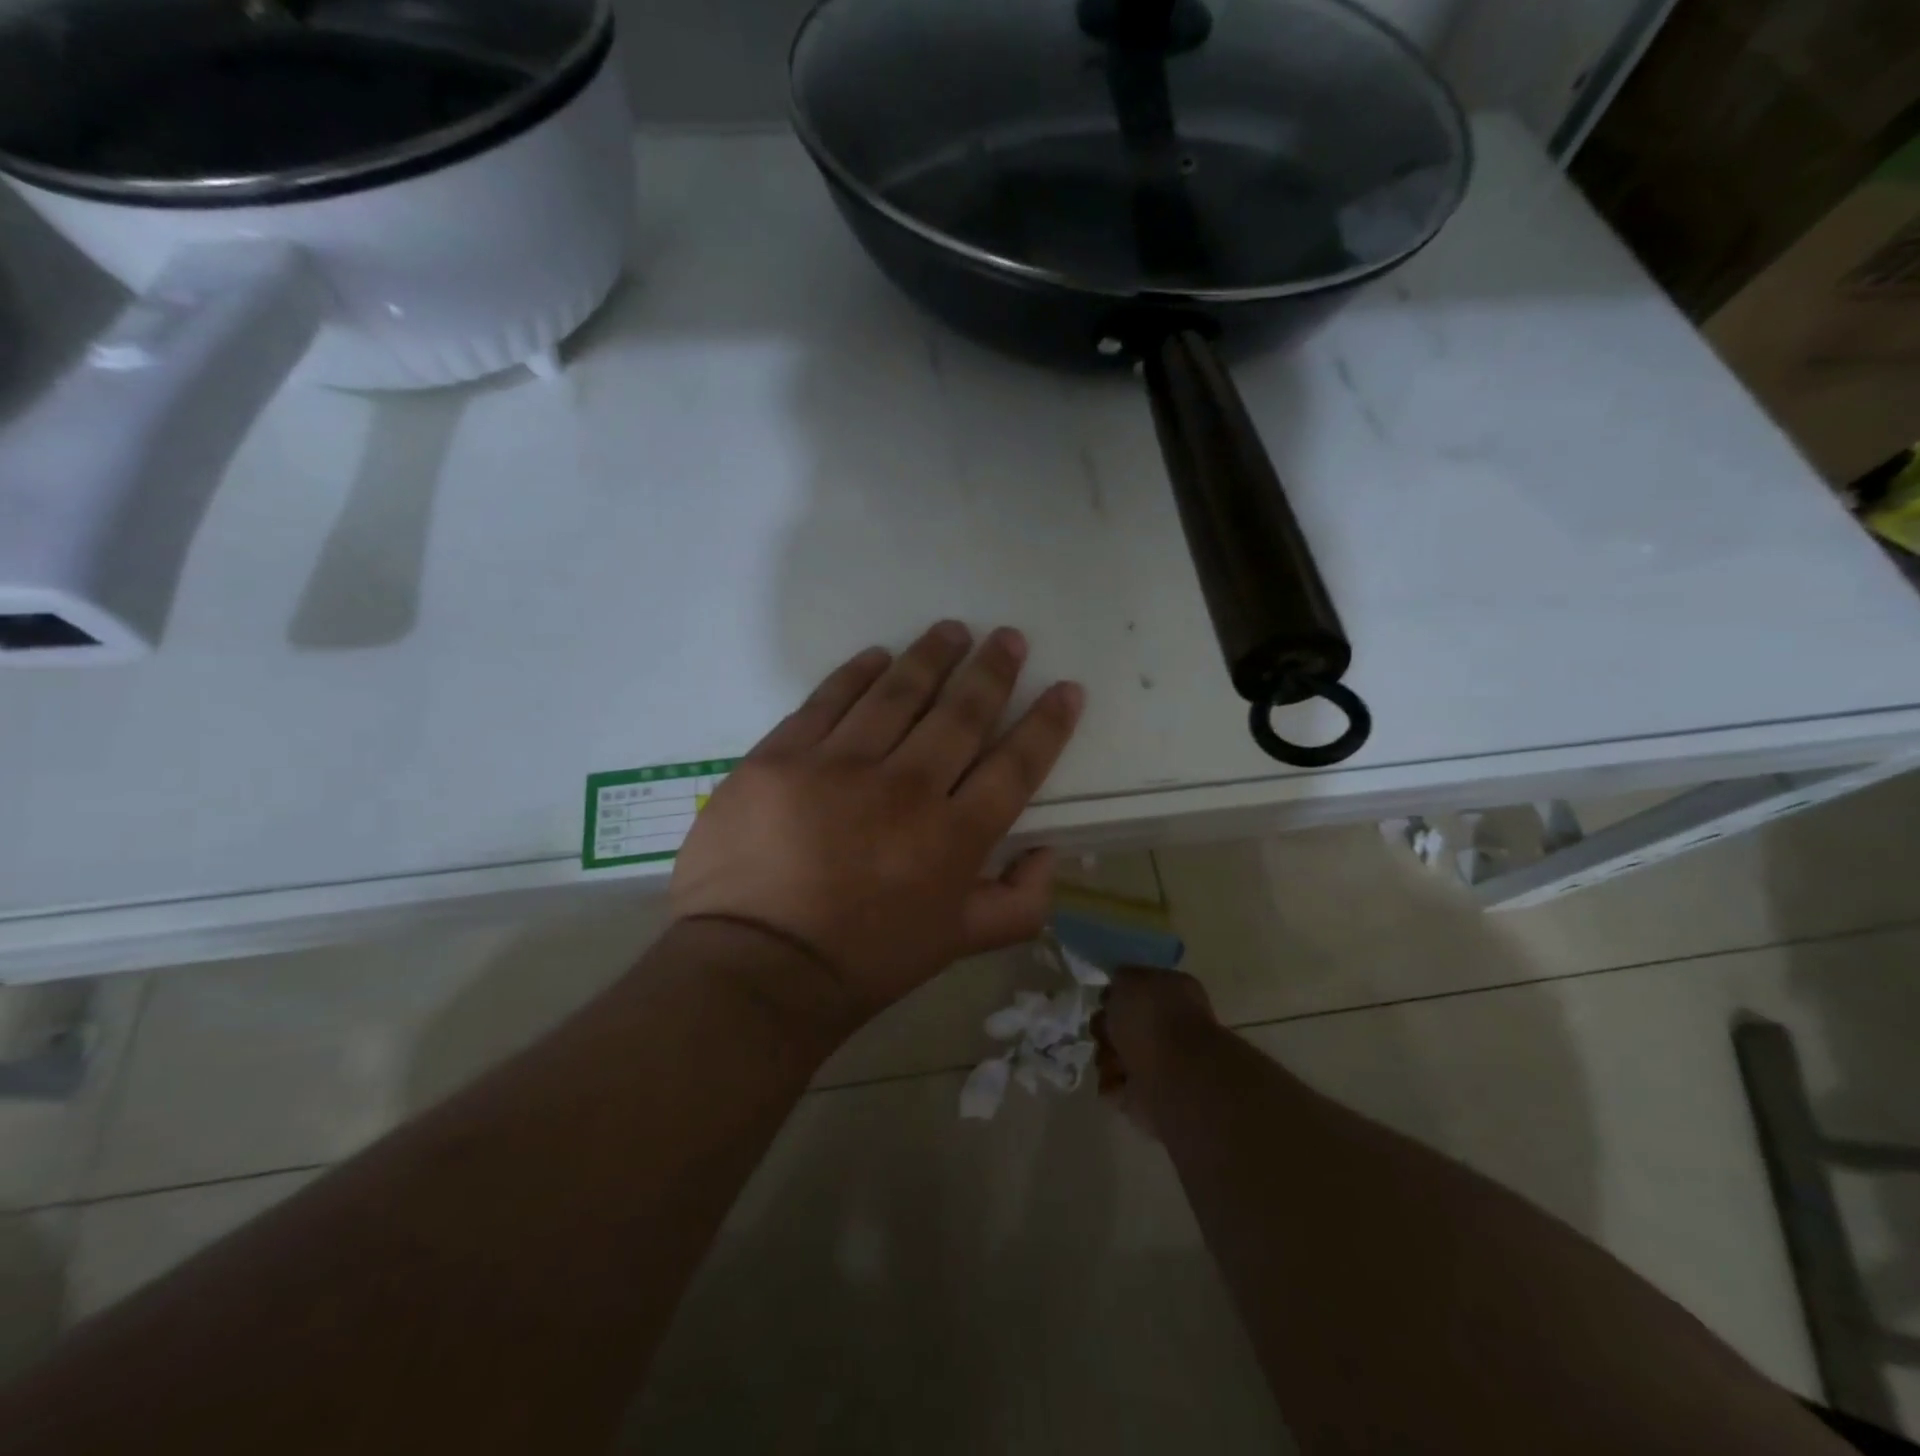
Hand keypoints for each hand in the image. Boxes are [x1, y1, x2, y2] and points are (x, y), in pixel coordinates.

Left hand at [670, 621, 1083, 1020]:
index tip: (1065, 688)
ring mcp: (838, 766)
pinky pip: (828, 700)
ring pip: (897, 693)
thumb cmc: (863, 962)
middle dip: (993, 671)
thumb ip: (1019, 904)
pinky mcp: (781, 756)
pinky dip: (857, 673)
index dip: (1047, 724)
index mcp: (954, 837)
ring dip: (931, 656)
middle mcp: (906, 788)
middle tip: (1009, 638)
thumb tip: (1049, 853)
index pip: (1016, 764)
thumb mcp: (958, 946)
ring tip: (952, 630)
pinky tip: (877, 656)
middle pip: (961, 714)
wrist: (755, 968)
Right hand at [1094, 967, 1218, 1138]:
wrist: (1175, 1076)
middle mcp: (1168, 1028)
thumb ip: (1120, 978)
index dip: (1115, 994)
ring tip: (1116, 1059)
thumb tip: (1116, 991)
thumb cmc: (1152, 1019)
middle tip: (1106, 1031)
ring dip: (1106, 1056)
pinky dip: (1111, 1083)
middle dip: (1105, 1027)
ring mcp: (1159, 1064)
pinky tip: (1119, 1078)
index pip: (1137, 990)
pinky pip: (1114, 1086)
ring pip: (1113, 1054)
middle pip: (1120, 1024)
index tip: (1105, 1000)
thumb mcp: (1129, 979)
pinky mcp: (1146, 1097)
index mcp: (1172, 994)